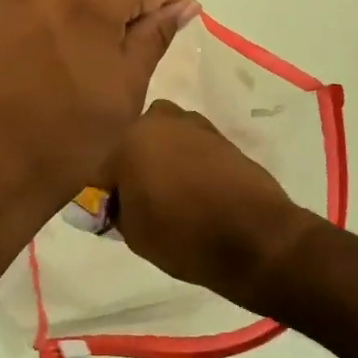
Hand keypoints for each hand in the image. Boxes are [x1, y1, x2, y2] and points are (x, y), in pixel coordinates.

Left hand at [0, 0, 197, 247]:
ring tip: (70, 72)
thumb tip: (183, 4)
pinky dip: (45, 27)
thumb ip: (156, 36)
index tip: (162, 42)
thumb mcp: (125, 90)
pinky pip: (32, 6)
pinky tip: (36, 70)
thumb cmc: (62, 139)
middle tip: (110, 70)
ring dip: (81, 19)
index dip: (169, 7)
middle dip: (120, 15)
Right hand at [99, 100, 314, 305]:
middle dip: (133, 167)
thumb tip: (116, 201)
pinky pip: (190, 146)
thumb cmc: (184, 236)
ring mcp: (193, 125)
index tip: (114, 217)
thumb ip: (116, 210)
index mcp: (129, 140)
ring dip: (161, 158)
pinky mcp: (220, 135)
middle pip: (133, 144)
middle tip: (141, 202)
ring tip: (171, 195)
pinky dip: (187, 161)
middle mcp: (159, 121)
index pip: (102, 170)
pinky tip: (195, 190)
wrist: (256, 236)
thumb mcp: (134, 234)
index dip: (105, 197)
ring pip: (163, 140)